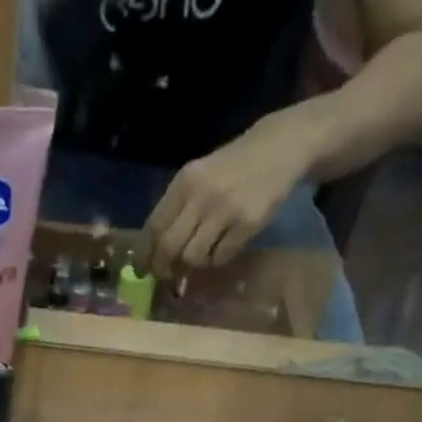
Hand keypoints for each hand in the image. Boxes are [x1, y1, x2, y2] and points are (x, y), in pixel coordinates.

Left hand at [145, 117, 311, 273]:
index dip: (144, 255)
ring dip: (193, 264)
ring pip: (193, 257)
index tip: (140, 271)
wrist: (281, 147)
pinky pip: (220, 257)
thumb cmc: (232, 167)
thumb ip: (177, 208)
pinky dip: (216, 259)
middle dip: (163, 267)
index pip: (153, 227)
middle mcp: (202, 195)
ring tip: (201, 254)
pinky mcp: (247, 223)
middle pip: (169, 247)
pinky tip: (222, 247)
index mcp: (185, 181)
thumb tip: (154, 252)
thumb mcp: (199, 177)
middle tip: (165, 274)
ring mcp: (225, 210)